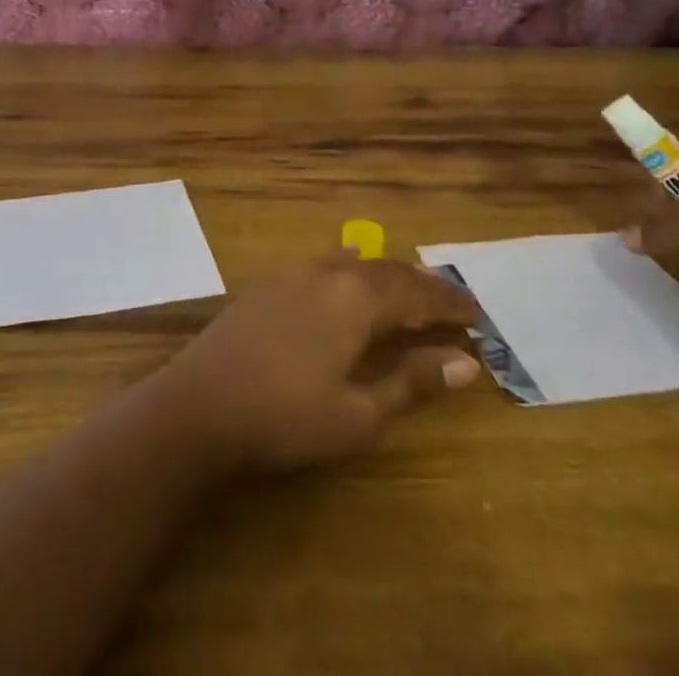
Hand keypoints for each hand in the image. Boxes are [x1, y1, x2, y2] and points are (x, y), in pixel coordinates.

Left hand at [153, 256, 483, 473]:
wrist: (200, 404)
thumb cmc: (286, 416)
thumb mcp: (358, 413)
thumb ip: (411, 382)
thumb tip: (465, 364)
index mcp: (355, 298)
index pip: (415, 293)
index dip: (449, 304)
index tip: (478, 315)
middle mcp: (327, 273)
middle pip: (385, 270)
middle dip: (421, 286)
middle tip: (450, 302)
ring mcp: (293, 274)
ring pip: (353, 263)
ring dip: (386, 276)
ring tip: (408, 290)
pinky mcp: (268, 284)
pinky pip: (325, 266)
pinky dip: (352, 272)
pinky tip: (349, 279)